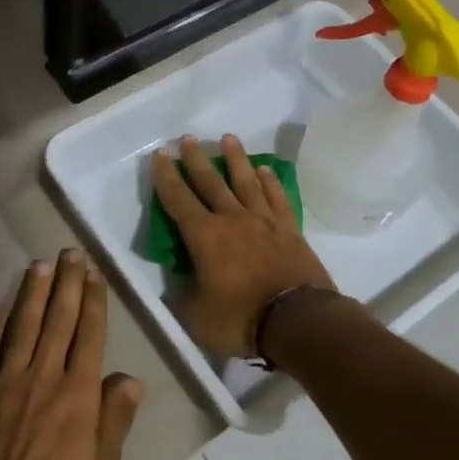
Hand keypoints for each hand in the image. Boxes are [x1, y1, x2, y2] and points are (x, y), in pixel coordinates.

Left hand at [0, 251, 144, 459]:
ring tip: (39, 265)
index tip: (95, 274)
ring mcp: (6, 383)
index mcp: (78, 395)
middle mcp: (44, 377)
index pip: (89, 336)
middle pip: (58, 321)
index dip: (93, 302)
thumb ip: (115, 422)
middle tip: (70, 253)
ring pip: (22, 327)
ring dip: (32, 294)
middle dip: (67, 284)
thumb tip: (130, 378)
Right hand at [151, 134, 335, 357]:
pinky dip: (270, 182)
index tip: (160, 155)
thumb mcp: (197, 316)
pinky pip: (277, 197)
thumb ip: (183, 296)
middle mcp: (232, 219)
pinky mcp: (290, 230)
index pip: (178, 199)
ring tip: (228, 139)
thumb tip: (178, 285)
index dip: (166, 177)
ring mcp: (264, 221)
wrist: (298, 320)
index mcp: (204, 236)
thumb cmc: (241, 318)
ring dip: (236, 159)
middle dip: (196, 159)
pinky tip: (265, 170)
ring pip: (246, 181)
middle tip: (187, 138)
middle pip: (211, 182)